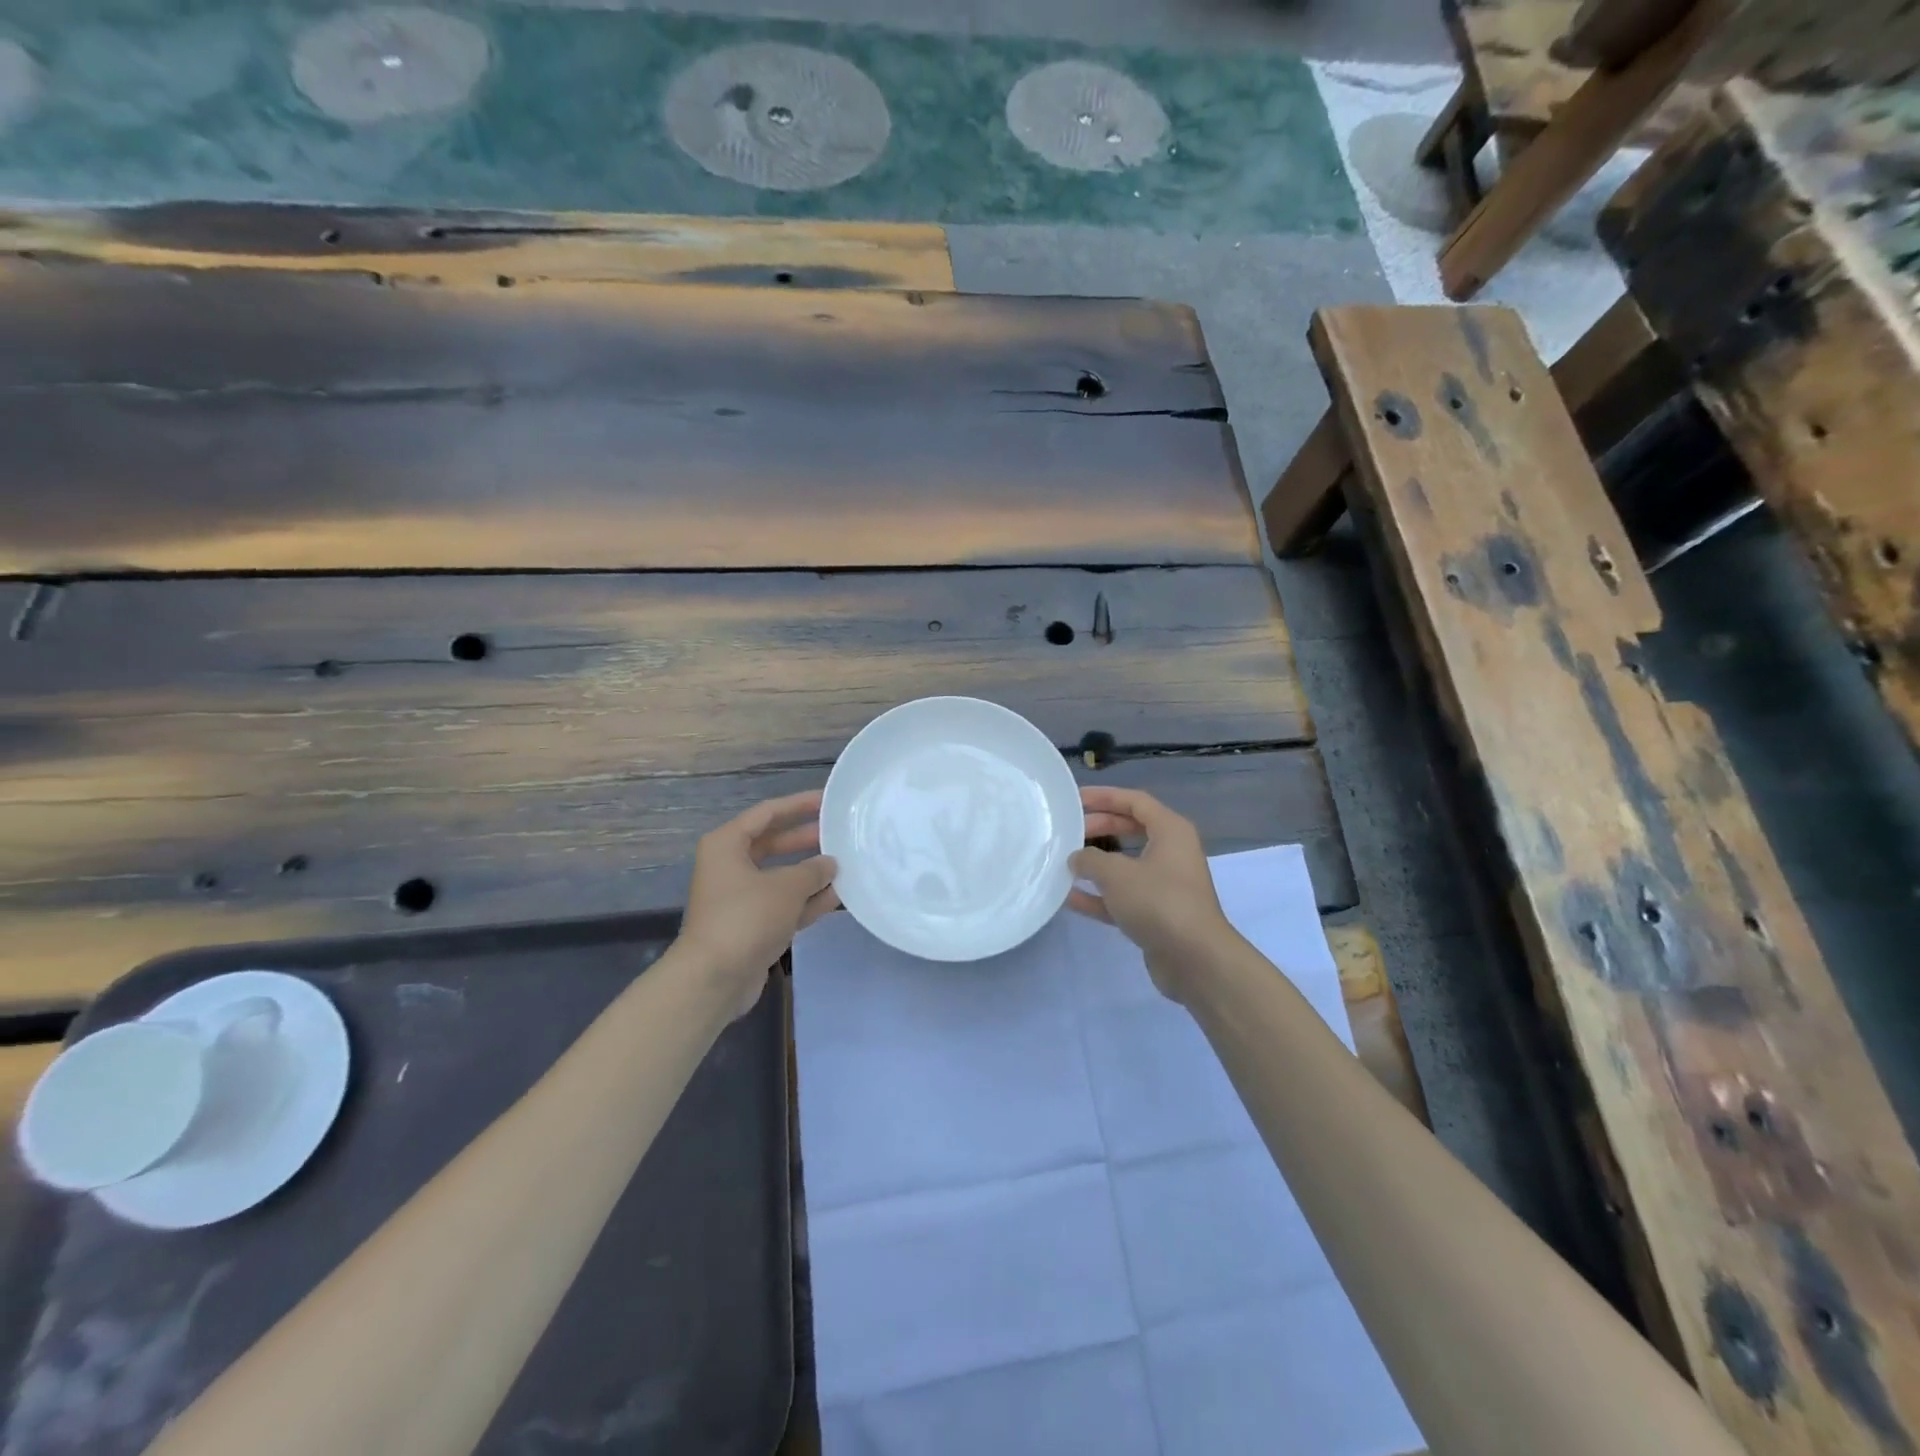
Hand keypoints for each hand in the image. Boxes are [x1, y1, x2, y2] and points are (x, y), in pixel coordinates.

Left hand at [680, 791, 839, 1018]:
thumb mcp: (786, 888)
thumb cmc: (746, 918)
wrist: (714, 979)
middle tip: (839, 833)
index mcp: (727, 845)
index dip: (798, 805)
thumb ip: (813, 871)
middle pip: (773, 843)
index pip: (767, 813)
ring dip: (809, 872)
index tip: (828, 801)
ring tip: (845, 864)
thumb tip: (829, 863)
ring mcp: (739, 897)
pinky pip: (782, 904)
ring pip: (780, 876)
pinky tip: (836, 896)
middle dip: (806, 839)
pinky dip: (805, 900)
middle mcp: (729, 866)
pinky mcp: (750, 925)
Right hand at [1070, 786, 1235, 1002]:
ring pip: (1125, 865)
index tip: (1075, 799)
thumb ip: (1090, 859)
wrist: (1195, 960)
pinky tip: (1069, 897)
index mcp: (1171, 831)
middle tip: (1069, 830)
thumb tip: (1077, 858)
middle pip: (1130, 829)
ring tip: (1064, 861)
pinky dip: (1099, 896)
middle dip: (1099, 828)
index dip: (1104, 796)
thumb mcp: (1116, 873)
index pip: (1135, 801)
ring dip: (1096, 864)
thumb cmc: (1158, 901)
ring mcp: (1165, 885)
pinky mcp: (1157, 914)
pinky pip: (1123, 897)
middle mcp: (1171, 853)